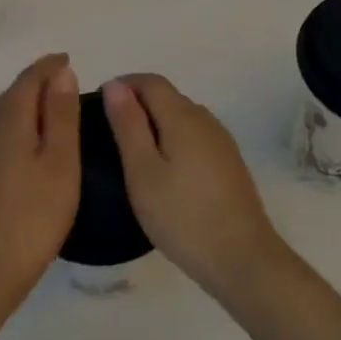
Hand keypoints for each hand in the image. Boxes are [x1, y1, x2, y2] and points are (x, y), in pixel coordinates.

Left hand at [0, 54, 81, 306]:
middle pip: (11, 94)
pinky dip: (15, 128)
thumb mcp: (60, 162)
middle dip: (37, 83)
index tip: (69, 60)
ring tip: (51, 112)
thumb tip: (61, 73)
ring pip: (1, 116)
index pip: (28, 79)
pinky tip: (27, 147)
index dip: (49, 66)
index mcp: (8, 120)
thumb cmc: (32, 216)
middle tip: (65, 84)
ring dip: (25, 106)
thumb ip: (61, 115)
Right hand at [101, 75, 282, 298]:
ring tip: (131, 153)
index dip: (124, 84)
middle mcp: (206, 120)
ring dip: (156, 122)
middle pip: (169, 97)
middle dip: (138, 103)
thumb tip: (115, 85)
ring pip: (183, 118)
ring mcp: (222, 143)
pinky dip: (173, 140)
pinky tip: (163, 171)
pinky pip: (195, 138)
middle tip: (108, 133)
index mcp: (184, 117)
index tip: (99, 105)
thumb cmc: (182, 216)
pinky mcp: (229, 164)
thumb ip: (128, 125)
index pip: (152, 81)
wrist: (242, 258)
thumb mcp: (142, 171)